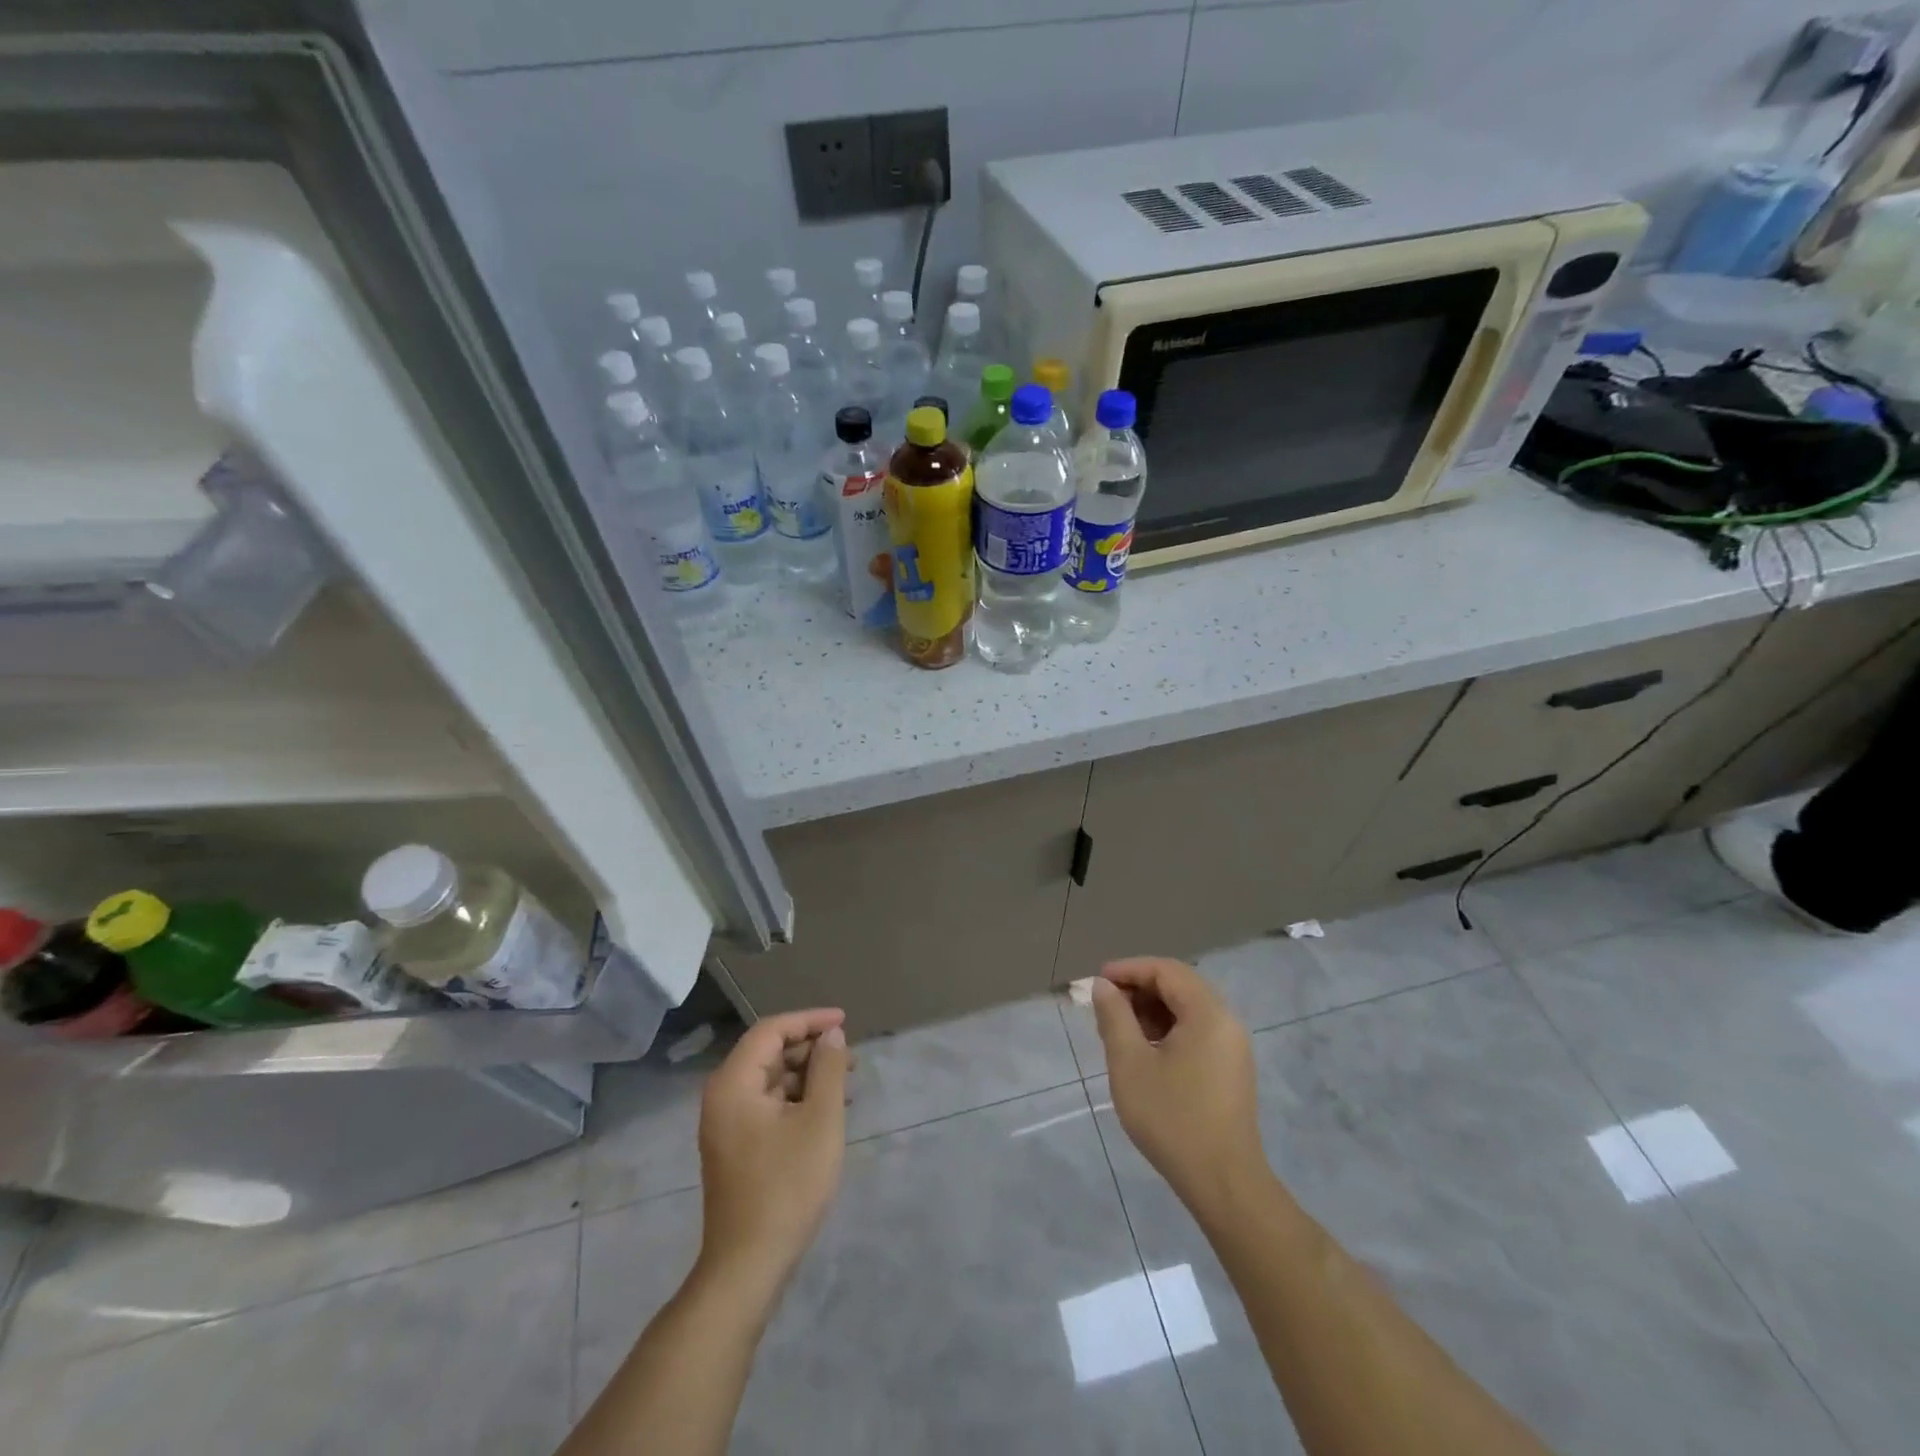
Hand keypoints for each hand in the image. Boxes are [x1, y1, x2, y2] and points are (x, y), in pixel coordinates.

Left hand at [697, 1008, 850, 1292]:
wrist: (748, 1267)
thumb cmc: (786, 1187)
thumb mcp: (820, 1121)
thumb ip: (827, 1069)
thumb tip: (831, 1035)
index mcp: (733, 1084)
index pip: (771, 1031)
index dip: (809, 1020)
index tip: (844, 1022)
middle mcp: (722, 1097)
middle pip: (768, 1053)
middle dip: (810, 1049)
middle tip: (849, 1057)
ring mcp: (726, 1125)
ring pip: (770, 1080)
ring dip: (806, 1075)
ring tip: (845, 1083)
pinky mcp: (735, 1147)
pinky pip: (767, 1105)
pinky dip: (796, 1099)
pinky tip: (825, 1111)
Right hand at [1092, 958, 1266, 1217]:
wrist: (1223, 1183)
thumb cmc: (1172, 1118)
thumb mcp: (1130, 1064)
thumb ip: (1114, 1016)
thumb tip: (1103, 986)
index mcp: (1208, 1013)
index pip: (1166, 970)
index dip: (1129, 969)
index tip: (1097, 982)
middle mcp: (1227, 1021)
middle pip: (1180, 985)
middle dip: (1139, 988)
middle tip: (1105, 1006)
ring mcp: (1233, 1046)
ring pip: (1188, 1009)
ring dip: (1153, 1010)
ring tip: (1120, 1030)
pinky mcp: (1231, 1068)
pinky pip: (1198, 1031)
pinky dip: (1169, 1029)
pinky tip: (1145, 1051)